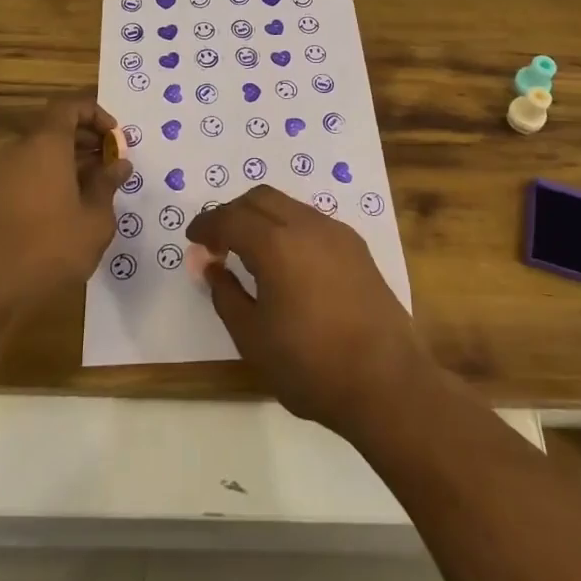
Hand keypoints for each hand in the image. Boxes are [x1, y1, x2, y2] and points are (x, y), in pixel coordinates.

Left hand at [0, 98, 130, 315]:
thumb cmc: (49, 248)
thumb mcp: (94, 219)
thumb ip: (108, 185)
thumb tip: (120, 164)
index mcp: (46, 145)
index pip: (69, 106)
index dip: (95, 113)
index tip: (116, 137)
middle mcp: (20, 151)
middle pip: (55, 129)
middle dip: (87, 140)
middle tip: (112, 163)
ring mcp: (1, 176)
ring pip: (41, 154)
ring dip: (70, 162)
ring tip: (96, 189)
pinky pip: (27, 175)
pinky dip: (51, 180)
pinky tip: (69, 211)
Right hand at [187, 186, 433, 437]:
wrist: (387, 382)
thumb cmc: (310, 365)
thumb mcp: (252, 338)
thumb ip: (225, 294)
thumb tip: (211, 265)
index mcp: (276, 243)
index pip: (230, 218)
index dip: (207, 225)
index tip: (193, 238)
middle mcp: (307, 225)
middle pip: (260, 198)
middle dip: (233, 213)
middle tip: (218, 242)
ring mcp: (336, 233)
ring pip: (288, 205)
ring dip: (263, 217)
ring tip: (250, 251)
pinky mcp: (357, 247)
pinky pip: (312, 221)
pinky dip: (288, 227)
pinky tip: (287, 261)